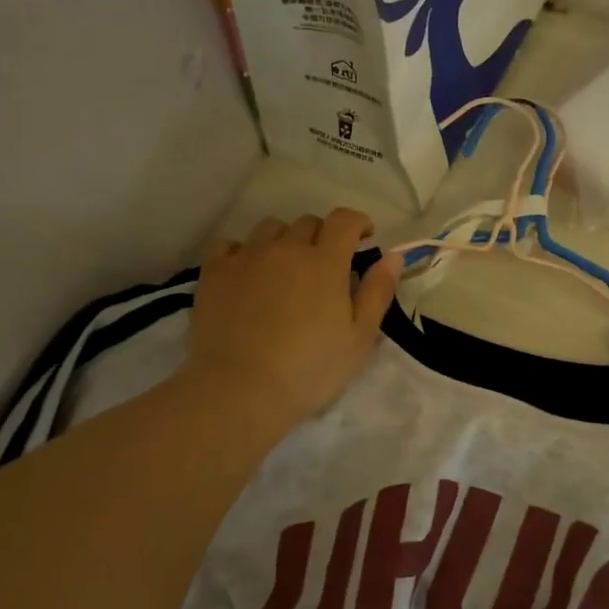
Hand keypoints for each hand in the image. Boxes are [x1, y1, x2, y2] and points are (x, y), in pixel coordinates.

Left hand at [187, 209, 400, 428]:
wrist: (241, 388)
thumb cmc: (310, 368)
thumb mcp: (359, 338)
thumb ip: (377, 292)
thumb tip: (393, 256)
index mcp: (324, 262)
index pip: (344, 220)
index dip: (358, 223)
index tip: (363, 237)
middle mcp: (285, 249)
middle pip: (307, 223)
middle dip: (323, 237)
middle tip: (325, 265)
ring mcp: (245, 257)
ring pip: (269, 229)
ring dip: (284, 241)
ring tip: (285, 268)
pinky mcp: (214, 273)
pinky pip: (230, 245)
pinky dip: (244, 252)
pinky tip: (248, 273)